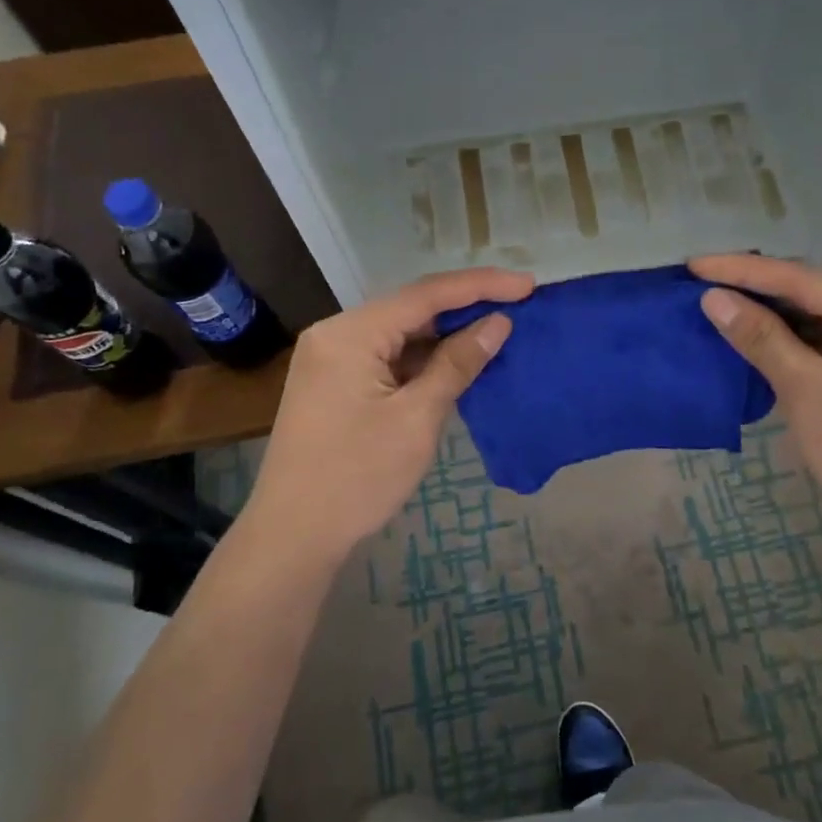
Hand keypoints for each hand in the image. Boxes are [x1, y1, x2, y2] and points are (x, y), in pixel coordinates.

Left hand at [242, 268, 533, 562]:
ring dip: (446, 336)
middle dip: (465, 308)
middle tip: (519, 307)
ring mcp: (332, 359)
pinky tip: (458, 364)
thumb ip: (457, 364)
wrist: (294, 535)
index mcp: (350, 333)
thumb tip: (497, 324)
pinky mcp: (335, 383)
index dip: (481, 286)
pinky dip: (423, 360)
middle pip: (411, 309)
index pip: (425, 295)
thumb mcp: (416, 419)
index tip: (528, 286)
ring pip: (400, 334)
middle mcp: (336, 334)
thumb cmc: (357, 477)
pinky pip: (387, 357)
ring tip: (498, 332)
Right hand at [691, 253, 821, 536]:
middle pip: (810, 291)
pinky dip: (790, 339)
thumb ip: (760, 338)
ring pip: (817, 316)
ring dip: (770, 314)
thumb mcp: (806, 391)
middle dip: (754, 288)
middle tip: (699, 283)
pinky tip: (755, 337)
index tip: (692, 264)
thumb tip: (713, 297)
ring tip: (717, 304)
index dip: (741, 270)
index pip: (799, 278)